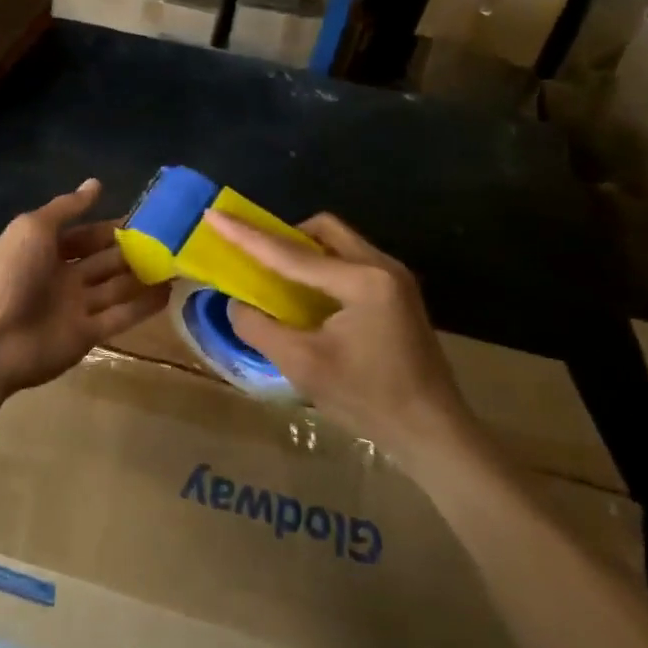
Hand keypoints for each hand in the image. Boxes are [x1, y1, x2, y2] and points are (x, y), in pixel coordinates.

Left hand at [0, 179, 169, 398]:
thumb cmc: (8, 274)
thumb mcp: (33, 228)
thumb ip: (66, 208)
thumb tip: (95, 183)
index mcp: (45, 249)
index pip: (85, 235)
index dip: (112, 227)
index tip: (149, 219)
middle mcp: (62, 276)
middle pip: (104, 261)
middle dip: (133, 251)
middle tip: (172, 241)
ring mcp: (74, 307)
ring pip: (116, 288)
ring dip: (144, 277)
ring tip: (179, 264)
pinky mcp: (86, 336)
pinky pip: (119, 317)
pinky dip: (142, 306)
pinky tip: (169, 293)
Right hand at [209, 211, 474, 463]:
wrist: (433, 433)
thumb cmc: (367, 399)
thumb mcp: (301, 365)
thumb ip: (259, 328)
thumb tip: (235, 304)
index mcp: (361, 280)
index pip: (290, 253)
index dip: (246, 235)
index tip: (214, 215)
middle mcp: (382, 267)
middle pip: (322, 230)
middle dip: (284, 236)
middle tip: (255, 258)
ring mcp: (395, 279)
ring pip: (338, 243)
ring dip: (304, 253)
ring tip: (277, 279)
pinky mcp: (398, 295)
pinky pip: (350, 262)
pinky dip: (322, 269)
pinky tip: (308, 298)